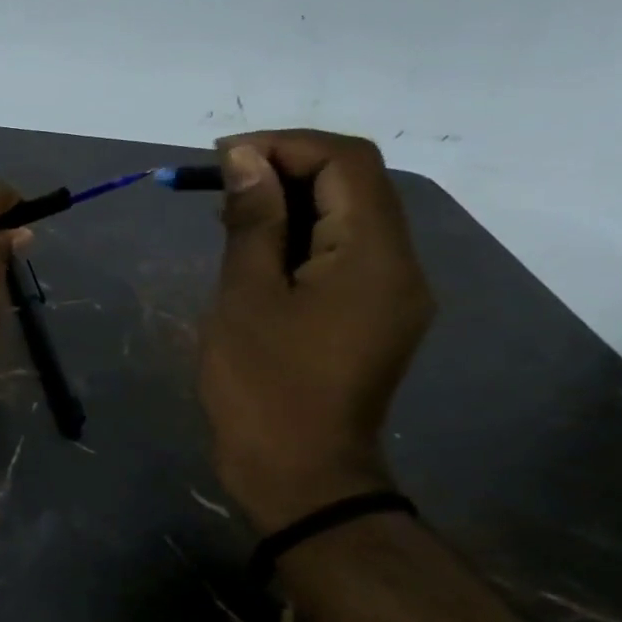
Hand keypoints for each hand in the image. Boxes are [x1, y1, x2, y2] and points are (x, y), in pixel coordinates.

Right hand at [199, 130, 433, 530]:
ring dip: (291, 204)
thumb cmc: (263, 387)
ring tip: (229, 220)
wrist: (300, 476)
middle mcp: (399, 266)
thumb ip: (251, 220)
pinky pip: (344, 254)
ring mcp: (392, 294)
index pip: (346, 162)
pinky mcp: (374, 317)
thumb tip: (245, 157)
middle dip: (286, 171)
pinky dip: (301, 238)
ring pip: (348, 218)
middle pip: (354, 184)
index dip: (285, 145)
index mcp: (374, 256)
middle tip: (221, 188)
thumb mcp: (246, 296)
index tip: (224, 158)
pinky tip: (256, 254)